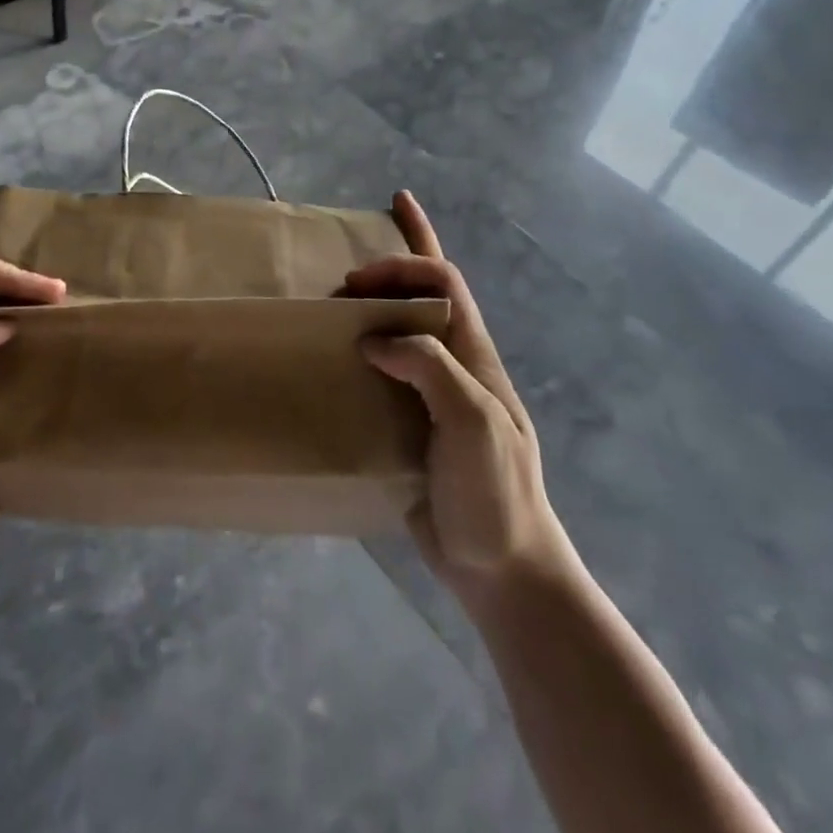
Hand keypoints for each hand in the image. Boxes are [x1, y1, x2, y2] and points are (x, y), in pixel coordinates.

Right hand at [346, 191, 573, 613]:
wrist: (501, 568)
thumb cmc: (495, 491)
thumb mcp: (473, 421)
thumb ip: (430, 368)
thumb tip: (372, 340)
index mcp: (473, 355)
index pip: (443, 281)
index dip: (404, 264)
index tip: (358, 279)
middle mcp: (452, 364)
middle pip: (426, 295)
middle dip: (392, 266)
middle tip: (343, 278)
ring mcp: (430, 395)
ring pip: (402, 332)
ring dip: (373, 308)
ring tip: (331, 305)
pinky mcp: (409, 425)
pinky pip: (382, 376)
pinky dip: (359, 357)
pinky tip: (334, 363)